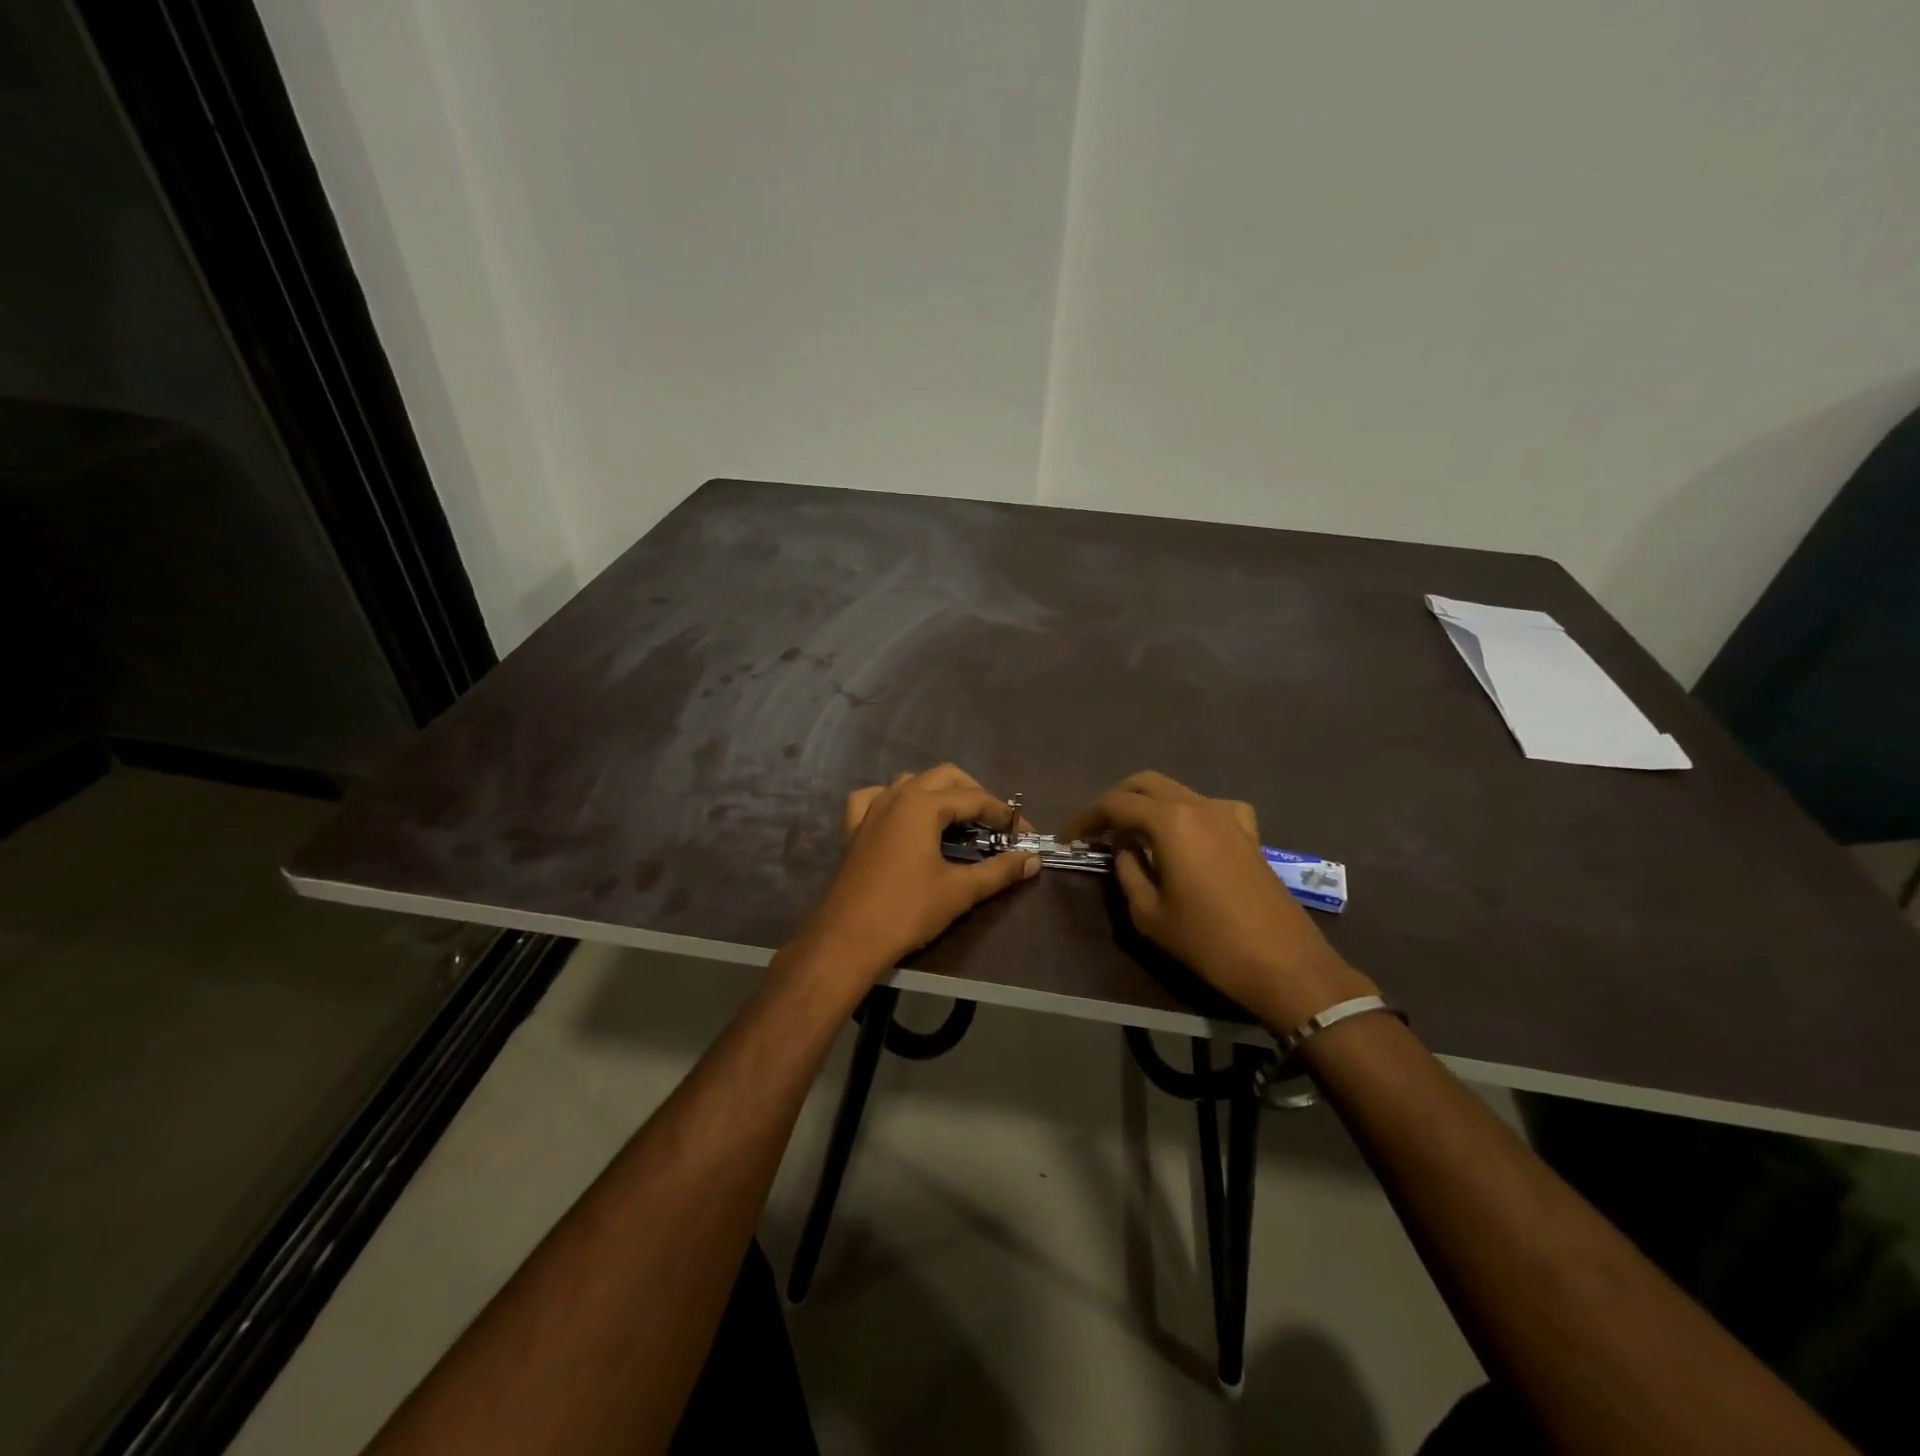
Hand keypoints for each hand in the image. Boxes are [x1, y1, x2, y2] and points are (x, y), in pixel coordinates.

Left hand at [800, 764, 1039, 982]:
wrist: (848, 939)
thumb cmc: (907, 911)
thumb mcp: (960, 891)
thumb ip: (999, 871)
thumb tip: (1032, 861)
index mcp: (923, 804)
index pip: (975, 798)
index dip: (1005, 814)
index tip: (1026, 834)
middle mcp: (897, 796)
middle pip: (945, 777)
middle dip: (975, 795)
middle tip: (995, 824)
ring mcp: (871, 809)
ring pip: (912, 782)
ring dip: (939, 794)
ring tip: (958, 821)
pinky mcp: (854, 828)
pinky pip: (876, 798)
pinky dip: (895, 801)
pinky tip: (903, 817)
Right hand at [1061, 771, 1374, 1029]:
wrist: (1283, 964)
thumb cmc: (1208, 941)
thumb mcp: (1149, 913)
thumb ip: (1128, 871)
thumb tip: (1123, 849)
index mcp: (1169, 821)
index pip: (1115, 804)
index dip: (1086, 819)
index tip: (1069, 838)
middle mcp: (1198, 805)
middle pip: (1145, 784)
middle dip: (1116, 801)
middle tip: (1097, 830)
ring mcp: (1228, 815)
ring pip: (1176, 791)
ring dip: (1149, 806)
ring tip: (1135, 837)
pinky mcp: (1249, 832)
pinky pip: (1209, 807)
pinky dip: (1187, 814)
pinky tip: (1186, 838)